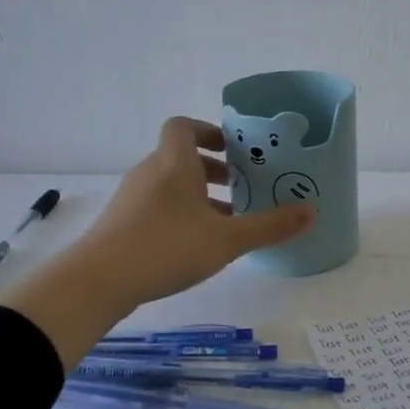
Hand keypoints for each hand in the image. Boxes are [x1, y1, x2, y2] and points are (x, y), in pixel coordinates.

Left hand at [82, 117, 314, 305]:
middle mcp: (150, 172)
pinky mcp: (122, 223)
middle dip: (213, 169)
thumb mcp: (228, 239)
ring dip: (198, 195)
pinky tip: (197, 244)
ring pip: (169, 184)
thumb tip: (312, 212)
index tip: (233, 150)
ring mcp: (131, 198)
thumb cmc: (166, 247)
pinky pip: (157, 206)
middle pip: (181, 157)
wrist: (98, 282)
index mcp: (174, 163)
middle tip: (241, 187)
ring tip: (226, 221)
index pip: (183, 126)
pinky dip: (180, 214)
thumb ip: (270, 226)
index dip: (208, 131)